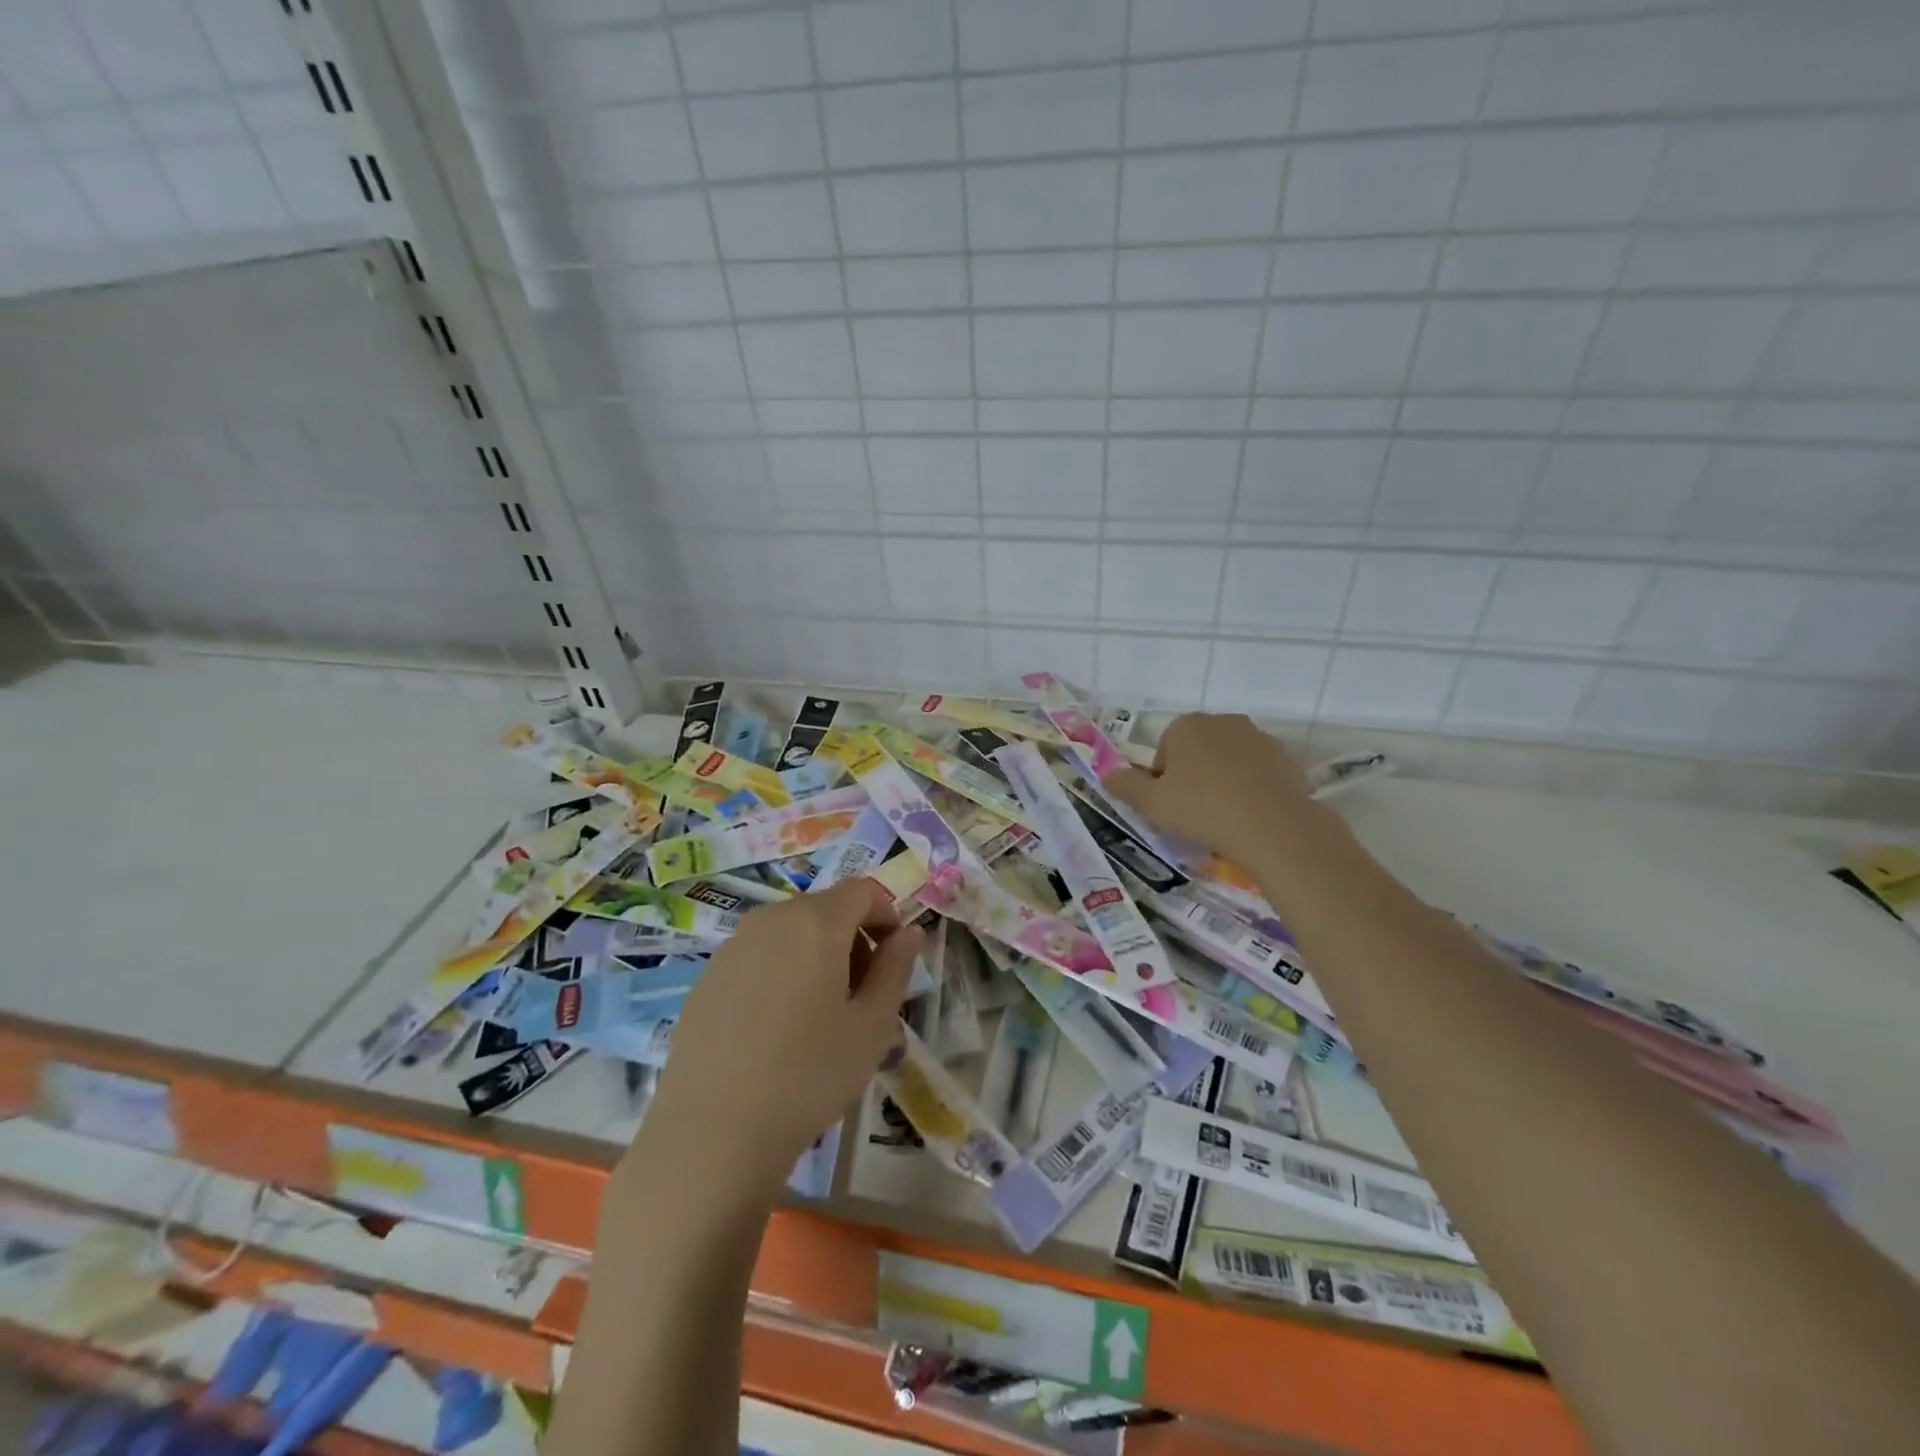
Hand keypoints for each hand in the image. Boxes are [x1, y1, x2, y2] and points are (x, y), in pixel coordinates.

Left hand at [639, 879, 923, 1186]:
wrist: (713, 1132)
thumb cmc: (809, 1075)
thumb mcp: (873, 1026)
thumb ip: (896, 968)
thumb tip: (909, 932)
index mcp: (816, 922)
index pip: (863, 891)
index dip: (887, 915)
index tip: (894, 960)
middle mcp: (771, 919)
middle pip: (825, 909)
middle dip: (853, 939)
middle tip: (863, 996)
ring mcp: (733, 946)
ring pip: (790, 933)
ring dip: (817, 956)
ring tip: (821, 1016)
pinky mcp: (707, 977)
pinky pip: (758, 957)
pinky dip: (781, 973)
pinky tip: (777, 1029)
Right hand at [1103, 713, 1317, 870]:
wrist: (1272, 826)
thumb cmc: (1201, 809)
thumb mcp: (1151, 803)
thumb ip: (1125, 786)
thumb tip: (1107, 774)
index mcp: (1186, 725)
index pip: (1165, 748)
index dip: (1163, 778)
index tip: (1170, 805)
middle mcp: (1223, 721)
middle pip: (1198, 749)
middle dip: (1194, 775)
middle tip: (1194, 811)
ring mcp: (1259, 737)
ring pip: (1229, 760)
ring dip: (1224, 780)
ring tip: (1225, 816)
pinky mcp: (1286, 758)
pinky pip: (1259, 772)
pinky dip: (1252, 788)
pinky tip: (1251, 815)